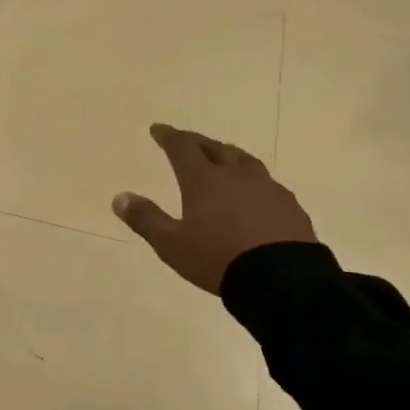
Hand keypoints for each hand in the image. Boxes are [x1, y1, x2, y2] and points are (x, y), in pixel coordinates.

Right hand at [112, 124, 316, 293]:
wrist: (282, 280)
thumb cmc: (218, 259)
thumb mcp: (172, 245)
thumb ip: (146, 219)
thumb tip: (120, 197)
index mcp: (204, 180)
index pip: (182, 147)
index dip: (168, 136)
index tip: (158, 130)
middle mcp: (235, 175)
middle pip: (215, 148)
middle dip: (198, 142)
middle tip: (188, 142)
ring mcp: (267, 188)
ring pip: (244, 161)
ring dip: (228, 156)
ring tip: (223, 160)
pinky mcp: (289, 205)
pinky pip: (266, 184)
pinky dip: (252, 182)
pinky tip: (254, 195)